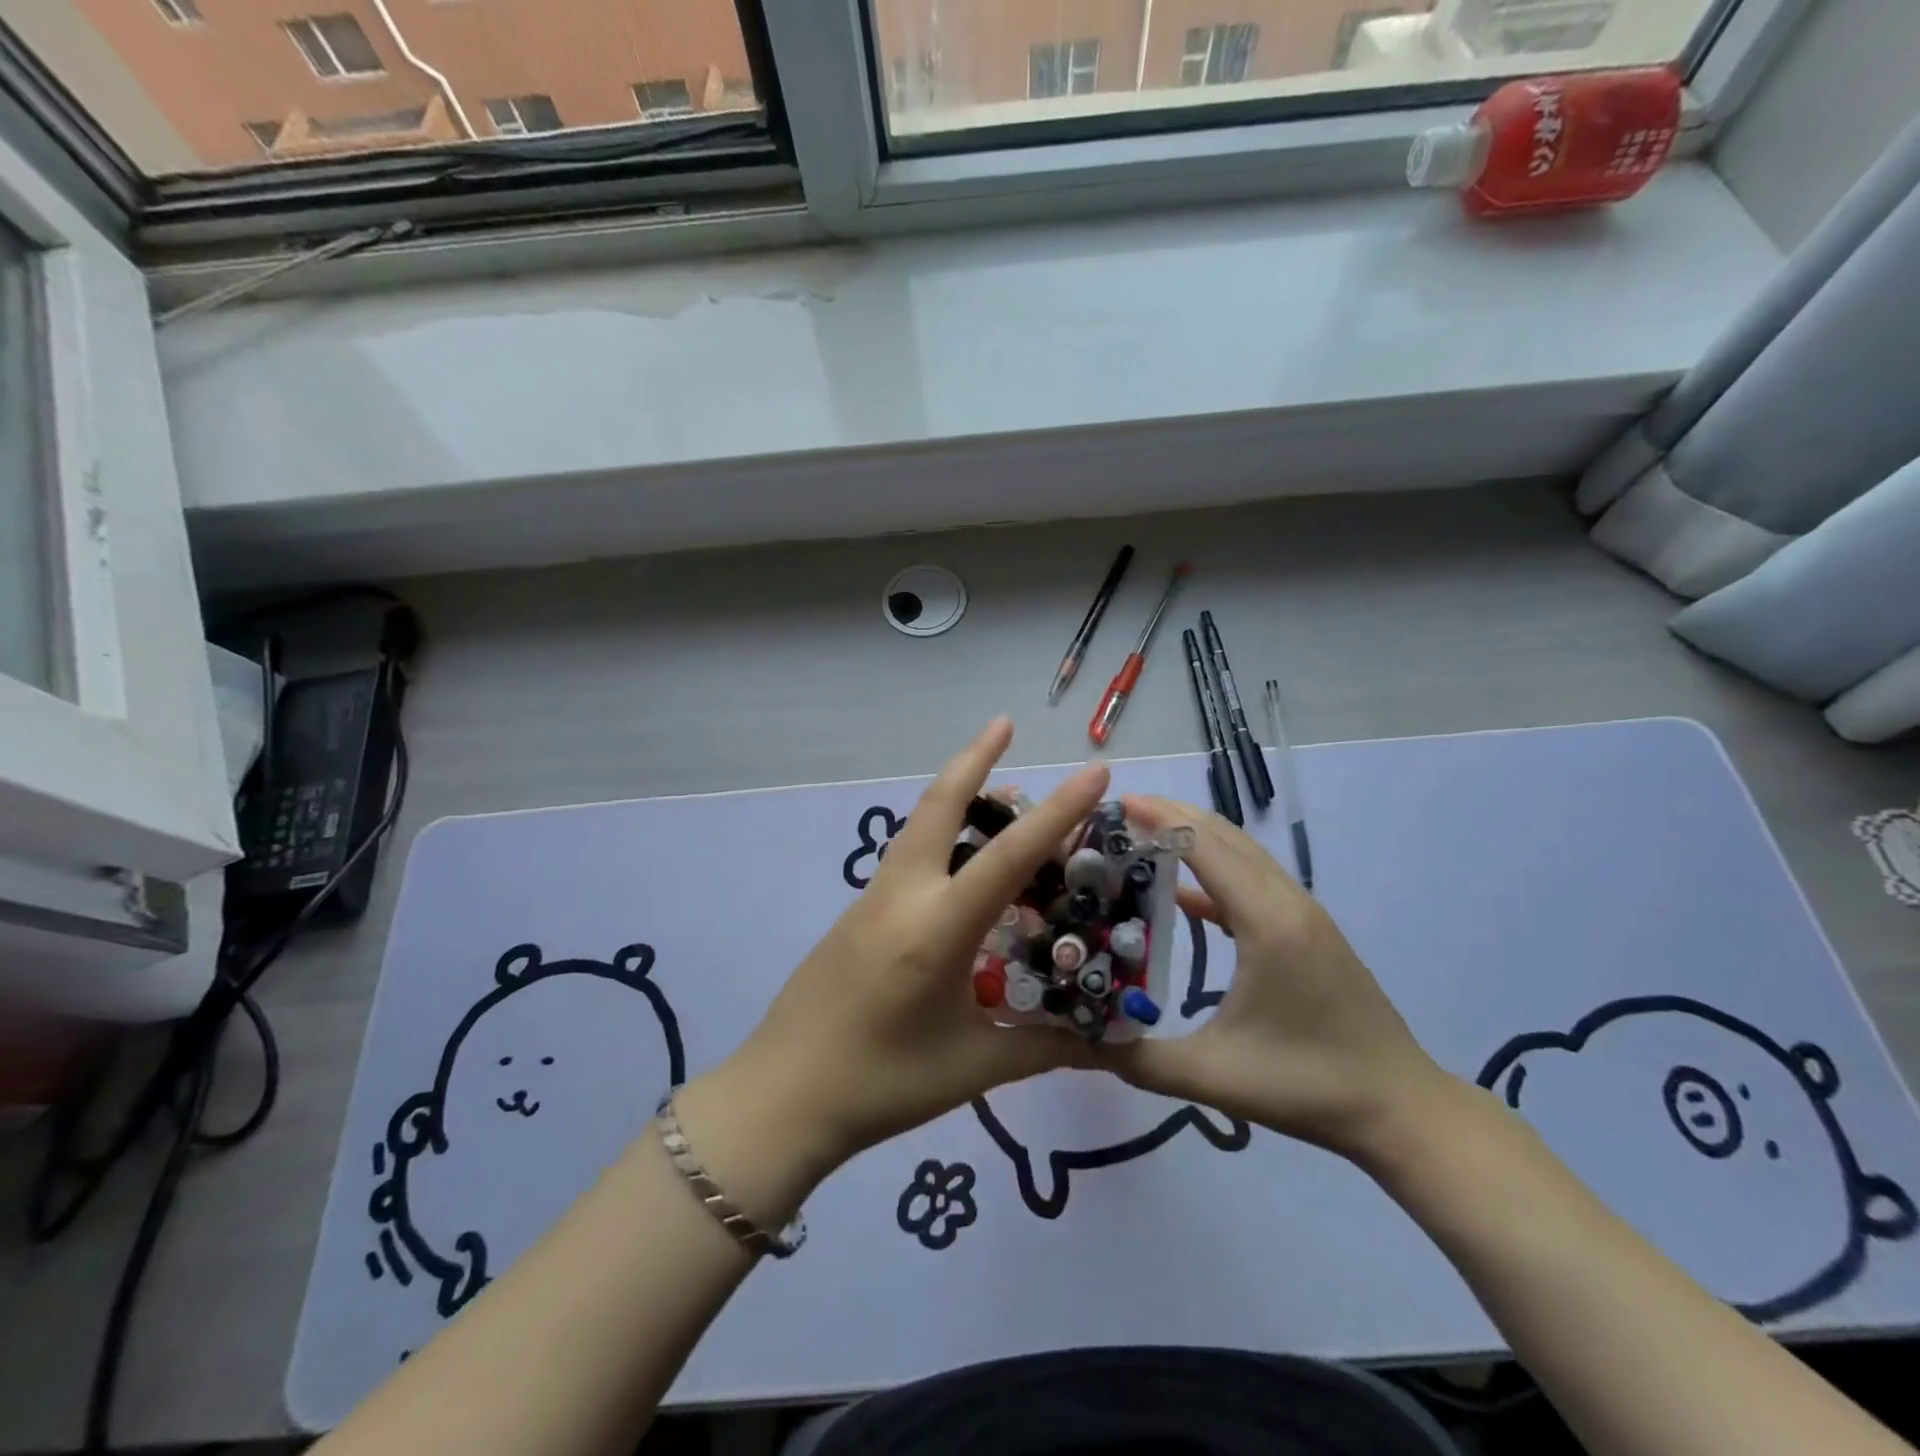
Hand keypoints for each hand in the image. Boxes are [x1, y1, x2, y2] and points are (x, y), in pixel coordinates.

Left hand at [706, 719, 1106, 1184]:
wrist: (781, 1096)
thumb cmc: (882, 1085)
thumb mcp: (973, 1067)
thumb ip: (1045, 1047)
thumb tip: (1108, 1045)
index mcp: (938, 928)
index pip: (1009, 857)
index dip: (1058, 813)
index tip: (1093, 770)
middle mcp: (903, 896)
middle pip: (938, 805)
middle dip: (974, 758)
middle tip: (1005, 724)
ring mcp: (872, 900)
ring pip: (918, 826)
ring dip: (955, 795)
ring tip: (998, 790)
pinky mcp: (857, 914)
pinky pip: (906, 858)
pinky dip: (938, 836)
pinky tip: (959, 863)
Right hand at [1099, 795, 1445, 1162]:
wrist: (1400, 1108)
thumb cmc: (1307, 1087)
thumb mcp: (1213, 1076)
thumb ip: (1139, 1058)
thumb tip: (1079, 1042)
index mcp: (1267, 922)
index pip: (1206, 846)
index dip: (1160, 819)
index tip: (1115, 806)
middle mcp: (1287, 902)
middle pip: (1225, 835)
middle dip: (1172, 815)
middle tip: (1118, 814)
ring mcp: (1303, 913)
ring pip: (1242, 853)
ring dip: (1195, 837)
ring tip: (1142, 837)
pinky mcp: (1307, 929)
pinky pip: (1254, 880)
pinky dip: (1215, 870)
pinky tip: (1181, 892)